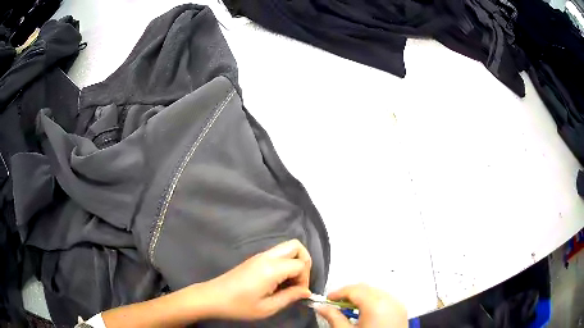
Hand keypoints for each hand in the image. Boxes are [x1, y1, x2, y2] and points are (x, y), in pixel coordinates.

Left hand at [202, 239, 312, 320]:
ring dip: (295, 262)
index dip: (305, 279)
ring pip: (287, 248)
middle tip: (299, 282)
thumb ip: (290, 297)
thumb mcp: (267, 307)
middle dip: (305, 262)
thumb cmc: (239, 305)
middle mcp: (267, 257)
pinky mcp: (254, 259)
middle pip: (296, 246)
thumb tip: (306, 291)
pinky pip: (277, 254)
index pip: (301, 264)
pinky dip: (285, 264)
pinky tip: (278, 281)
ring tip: (289, 283)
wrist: (212, 298)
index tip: (299, 294)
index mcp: (272, 268)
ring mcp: (259, 256)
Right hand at [316, 284, 407, 327]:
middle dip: (349, 294)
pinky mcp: (401, 310)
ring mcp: (398, 305)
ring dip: (361, 297)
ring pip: (376, 291)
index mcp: (375, 305)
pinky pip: (385, 298)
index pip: (353, 290)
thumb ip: (333, 317)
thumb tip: (321, 308)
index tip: (327, 300)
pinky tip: (365, 313)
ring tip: (349, 310)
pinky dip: (373, 301)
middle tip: (335, 304)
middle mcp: (389, 300)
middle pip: (366, 288)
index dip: (337, 293)